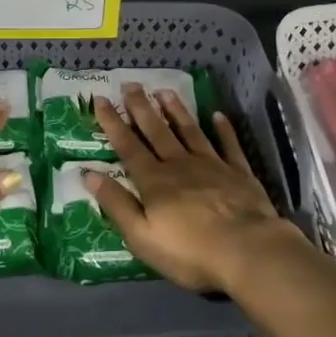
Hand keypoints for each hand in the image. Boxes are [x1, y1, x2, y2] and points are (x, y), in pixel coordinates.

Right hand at [85, 85, 300, 292]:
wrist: (247, 251)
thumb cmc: (189, 252)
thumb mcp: (141, 236)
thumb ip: (116, 204)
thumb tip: (88, 174)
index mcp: (154, 181)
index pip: (128, 147)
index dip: (113, 123)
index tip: (101, 100)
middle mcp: (180, 165)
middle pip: (157, 131)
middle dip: (141, 108)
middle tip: (131, 84)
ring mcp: (212, 166)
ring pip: (190, 131)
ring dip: (176, 111)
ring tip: (165, 91)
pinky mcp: (239, 173)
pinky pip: (229, 145)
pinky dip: (224, 129)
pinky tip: (218, 115)